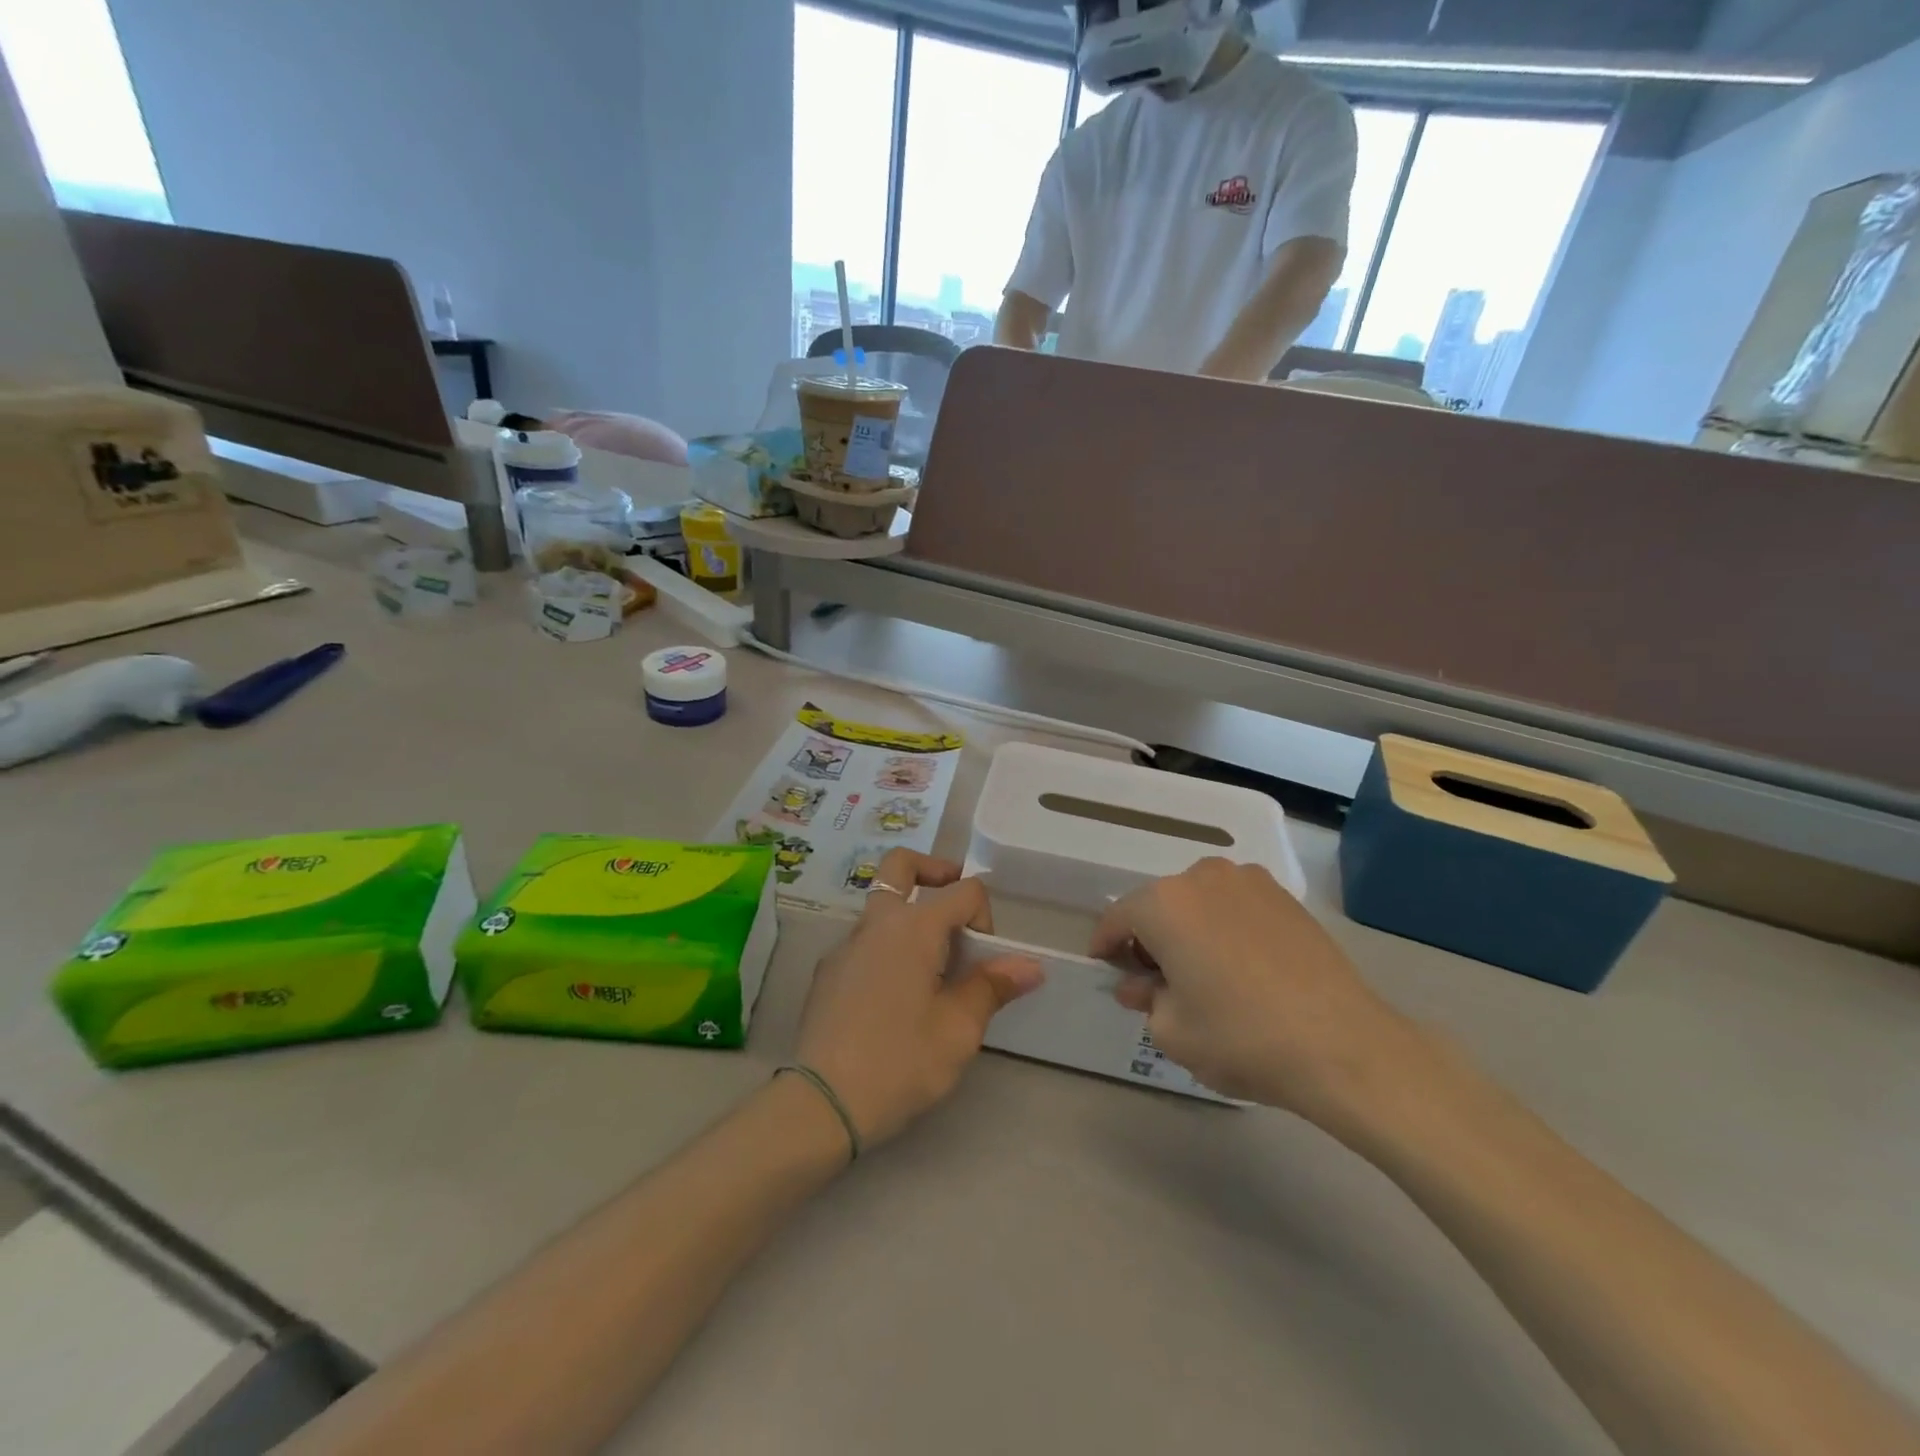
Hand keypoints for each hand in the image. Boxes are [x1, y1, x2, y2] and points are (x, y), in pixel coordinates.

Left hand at [795, 850, 1041, 1150]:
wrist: (821, 1103)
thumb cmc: (900, 1062)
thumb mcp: (958, 1029)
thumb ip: (992, 987)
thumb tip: (1030, 965)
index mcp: (913, 926)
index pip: (963, 891)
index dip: (985, 916)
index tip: (986, 961)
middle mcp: (876, 922)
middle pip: (902, 865)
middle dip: (934, 871)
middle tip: (955, 904)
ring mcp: (845, 945)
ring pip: (881, 904)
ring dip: (910, 915)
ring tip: (931, 966)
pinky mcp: (827, 971)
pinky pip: (864, 940)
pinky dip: (887, 946)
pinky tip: (894, 996)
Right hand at [1092, 858, 1423, 1120]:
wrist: (1342, 1045)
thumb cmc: (1240, 1037)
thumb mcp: (1172, 1031)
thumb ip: (1145, 999)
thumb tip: (1141, 985)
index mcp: (1164, 903)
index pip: (1119, 918)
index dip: (1106, 944)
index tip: (1106, 966)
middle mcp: (1202, 877)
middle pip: (1160, 905)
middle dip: (1150, 938)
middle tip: (1155, 980)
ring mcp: (1249, 881)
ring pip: (1199, 902)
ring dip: (1189, 928)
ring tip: (1201, 971)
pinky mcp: (1285, 897)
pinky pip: (1236, 905)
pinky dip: (1225, 927)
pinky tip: (1240, 966)